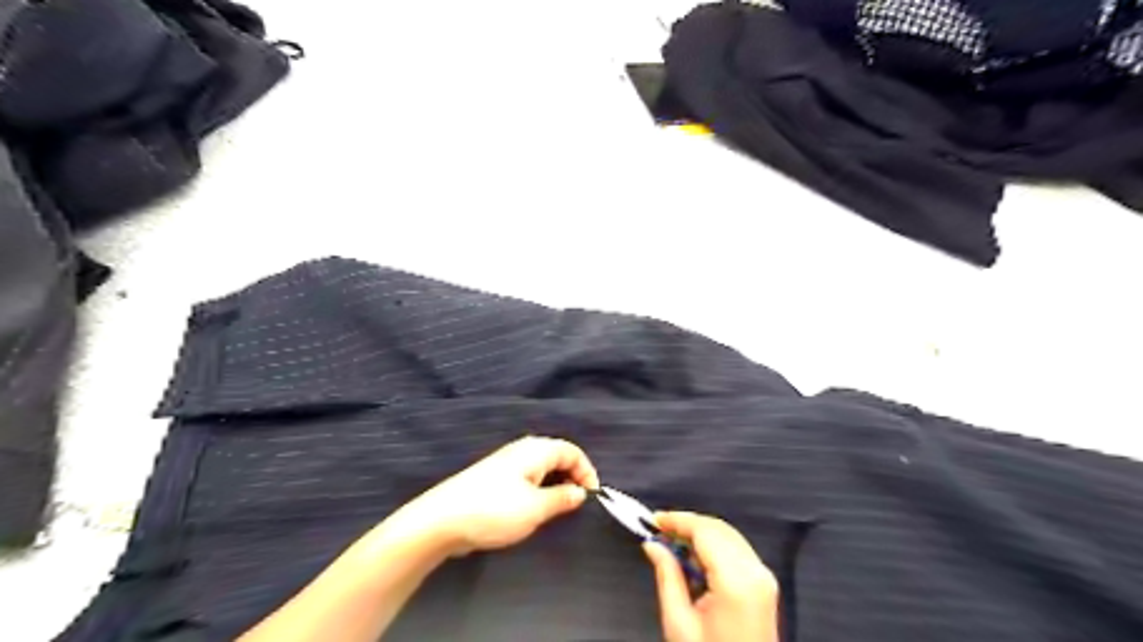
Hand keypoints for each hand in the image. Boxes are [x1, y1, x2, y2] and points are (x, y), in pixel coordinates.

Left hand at [396, 435, 597, 555]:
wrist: (442, 520)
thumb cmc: (494, 510)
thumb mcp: (536, 508)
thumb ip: (562, 498)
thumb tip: (580, 492)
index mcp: (536, 450)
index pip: (572, 451)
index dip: (587, 471)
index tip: (592, 497)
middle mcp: (522, 450)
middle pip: (558, 456)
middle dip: (572, 477)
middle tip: (578, 503)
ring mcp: (507, 463)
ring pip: (542, 467)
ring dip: (556, 484)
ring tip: (559, 509)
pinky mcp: (495, 478)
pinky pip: (528, 477)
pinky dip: (539, 489)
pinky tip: (535, 509)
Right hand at [641, 511, 775, 640]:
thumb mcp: (679, 624)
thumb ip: (667, 576)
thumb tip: (653, 545)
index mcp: (736, 581)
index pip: (705, 531)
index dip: (678, 519)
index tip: (653, 519)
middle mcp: (755, 571)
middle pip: (718, 528)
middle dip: (687, 524)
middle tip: (659, 531)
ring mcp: (764, 577)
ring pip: (728, 535)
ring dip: (700, 533)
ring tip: (671, 543)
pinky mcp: (764, 584)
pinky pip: (736, 549)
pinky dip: (713, 545)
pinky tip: (693, 557)